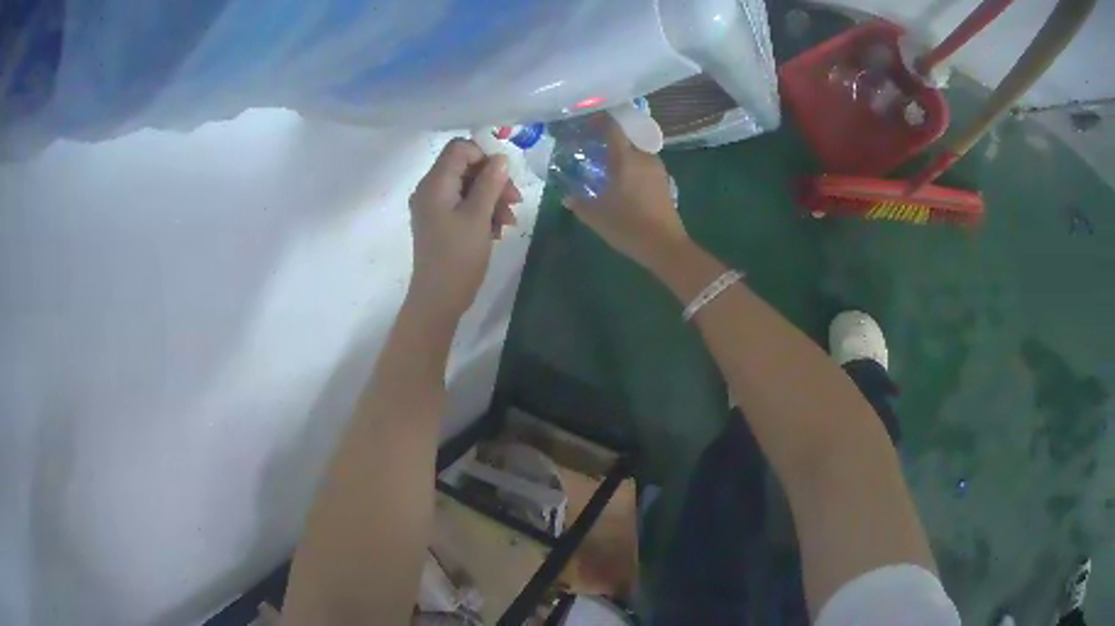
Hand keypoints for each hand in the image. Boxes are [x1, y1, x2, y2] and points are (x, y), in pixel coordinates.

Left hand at [408, 138, 521, 319]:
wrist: (438, 299)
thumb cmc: (458, 257)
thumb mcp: (478, 216)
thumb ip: (490, 183)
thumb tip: (501, 158)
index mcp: (434, 184)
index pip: (460, 149)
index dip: (485, 157)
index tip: (504, 177)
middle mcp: (430, 190)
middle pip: (466, 167)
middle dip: (493, 181)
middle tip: (515, 201)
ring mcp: (434, 208)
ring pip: (468, 188)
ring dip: (492, 199)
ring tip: (509, 221)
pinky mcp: (440, 223)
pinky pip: (463, 206)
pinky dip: (482, 212)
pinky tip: (496, 230)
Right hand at [562, 116, 689, 272]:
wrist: (665, 246)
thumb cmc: (628, 226)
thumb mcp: (596, 216)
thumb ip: (579, 203)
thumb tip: (566, 196)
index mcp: (626, 158)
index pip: (612, 128)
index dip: (598, 120)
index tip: (585, 121)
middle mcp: (644, 157)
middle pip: (625, 137)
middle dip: (609, 138)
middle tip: (592, 144)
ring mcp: (657, 169)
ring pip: (636, 151)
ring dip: (621, 153)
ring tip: (605, 162)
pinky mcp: (664, 181)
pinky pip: (644, 164)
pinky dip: (632, 165)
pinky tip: (622, 179)